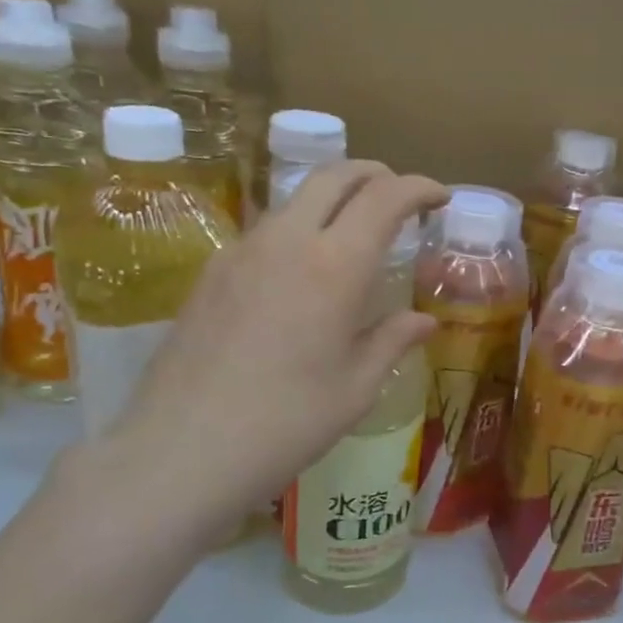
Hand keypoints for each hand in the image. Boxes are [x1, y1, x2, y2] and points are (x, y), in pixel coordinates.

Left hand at [97, 161, 444, 549]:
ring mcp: (242, 251)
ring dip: (333, 198)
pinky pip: (266, 229)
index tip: (439, 196)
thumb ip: (393, 340)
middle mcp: (287, 241)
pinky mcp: (212, 270)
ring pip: (295, 198)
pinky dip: (299, 227)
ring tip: (354, 231)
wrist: (184, 449)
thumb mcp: (355, 387)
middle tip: (400, 195)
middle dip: (375, 173)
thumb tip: (425, 321)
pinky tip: (303, 270)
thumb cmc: (286, 423)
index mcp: (334, 266)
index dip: (418, 187)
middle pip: (334, 176)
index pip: (385, 197)